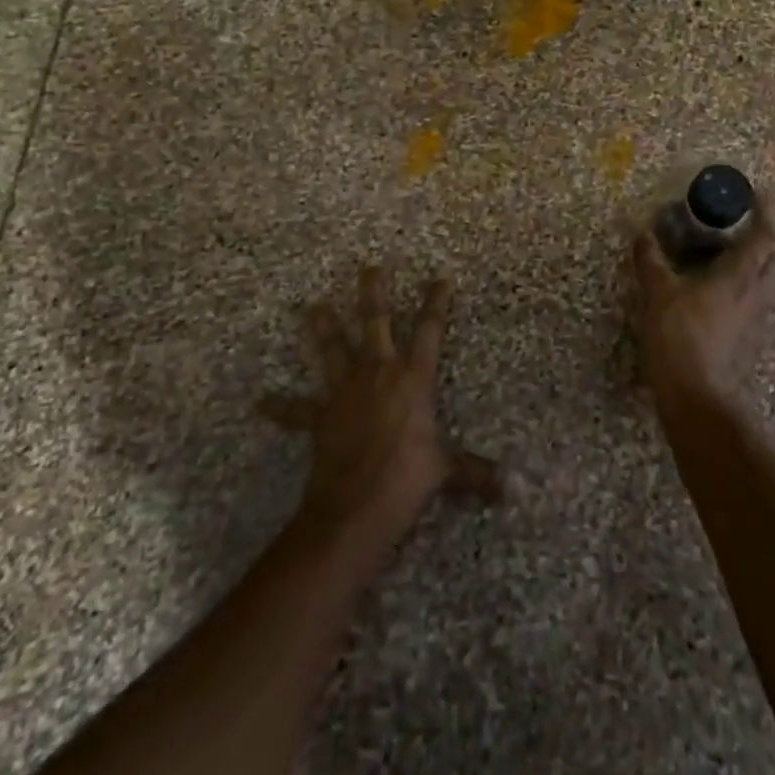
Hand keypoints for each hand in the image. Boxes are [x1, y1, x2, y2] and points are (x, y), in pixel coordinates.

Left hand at [259, 267, 498, 561]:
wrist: (354, 507)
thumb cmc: (406, 480)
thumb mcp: (445, 472)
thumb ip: (476, 474)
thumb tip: (512, 490)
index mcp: (413, 378)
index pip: (430, 330)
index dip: (436, 302)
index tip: (441, 277)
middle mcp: (378, 373)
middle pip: (376, 322)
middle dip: (374, 293)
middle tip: (370, 267)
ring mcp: (345, 391)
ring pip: (333, 348)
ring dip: (323, 327)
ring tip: (312, 305)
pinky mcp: (320, 415)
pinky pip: (297, 410)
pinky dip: (280, 407)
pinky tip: (261, 402)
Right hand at [631, 194, 774, 410]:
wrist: (696, 395)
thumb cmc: (680, 336)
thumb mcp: (658, 293)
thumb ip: (651, 261)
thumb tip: (644, 233)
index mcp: (739, 276)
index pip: (764, 236)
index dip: (765, 212)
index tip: (758, 194)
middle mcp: (756, 294)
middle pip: (774, 260)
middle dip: (764, 240)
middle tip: (741, 227)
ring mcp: (756, 319)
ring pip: (768, 283)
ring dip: (757, 266)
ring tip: (730, 257)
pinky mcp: (749, 339)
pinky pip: (755, 304)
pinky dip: (745, 289)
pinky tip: (720, 293)